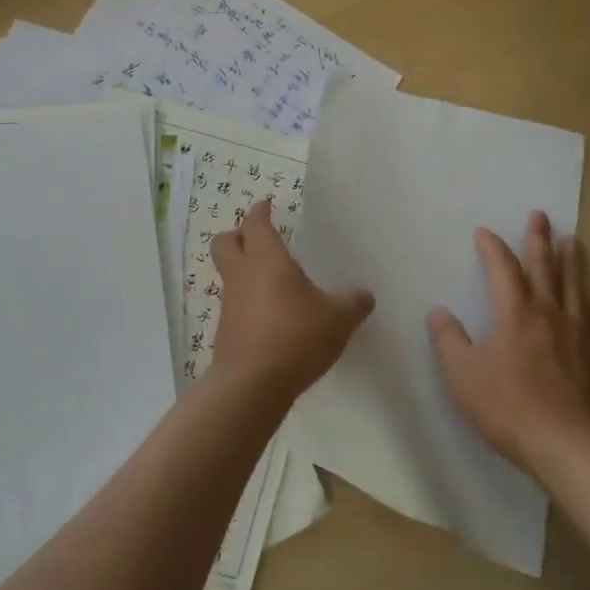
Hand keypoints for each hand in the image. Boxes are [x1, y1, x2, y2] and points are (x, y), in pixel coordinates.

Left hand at [210, 200, 373, 404]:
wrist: (251, 386)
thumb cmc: (295, 337)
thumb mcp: (337, 320)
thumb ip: (353, 304)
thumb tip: (365, 295)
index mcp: (266, 259)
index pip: (255, 222)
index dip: (260, 210)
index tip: (267, 204)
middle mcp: (242, 275)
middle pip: (224, 242)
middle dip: (237, 235)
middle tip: (259, 238)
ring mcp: (229, 304)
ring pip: (228, 275)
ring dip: (244, 272)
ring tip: (273, 283)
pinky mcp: (226, 332)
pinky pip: (234, 305)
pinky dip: (248, 303)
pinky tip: (270, 318)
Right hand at [428, 211, 589, 469]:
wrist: (567, 444)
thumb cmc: (508, 405)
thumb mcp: (462, 373)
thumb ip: (448, 339)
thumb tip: (438, 312)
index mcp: (515, 312)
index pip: (502, 268)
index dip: (492, 247)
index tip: (484, 231)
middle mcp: (548, 313)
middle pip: (543, 268)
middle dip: (539, 239)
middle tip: (541, 214)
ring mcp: (577, 335)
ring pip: (575, 289)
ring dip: (573, 263)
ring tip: (574, 241)